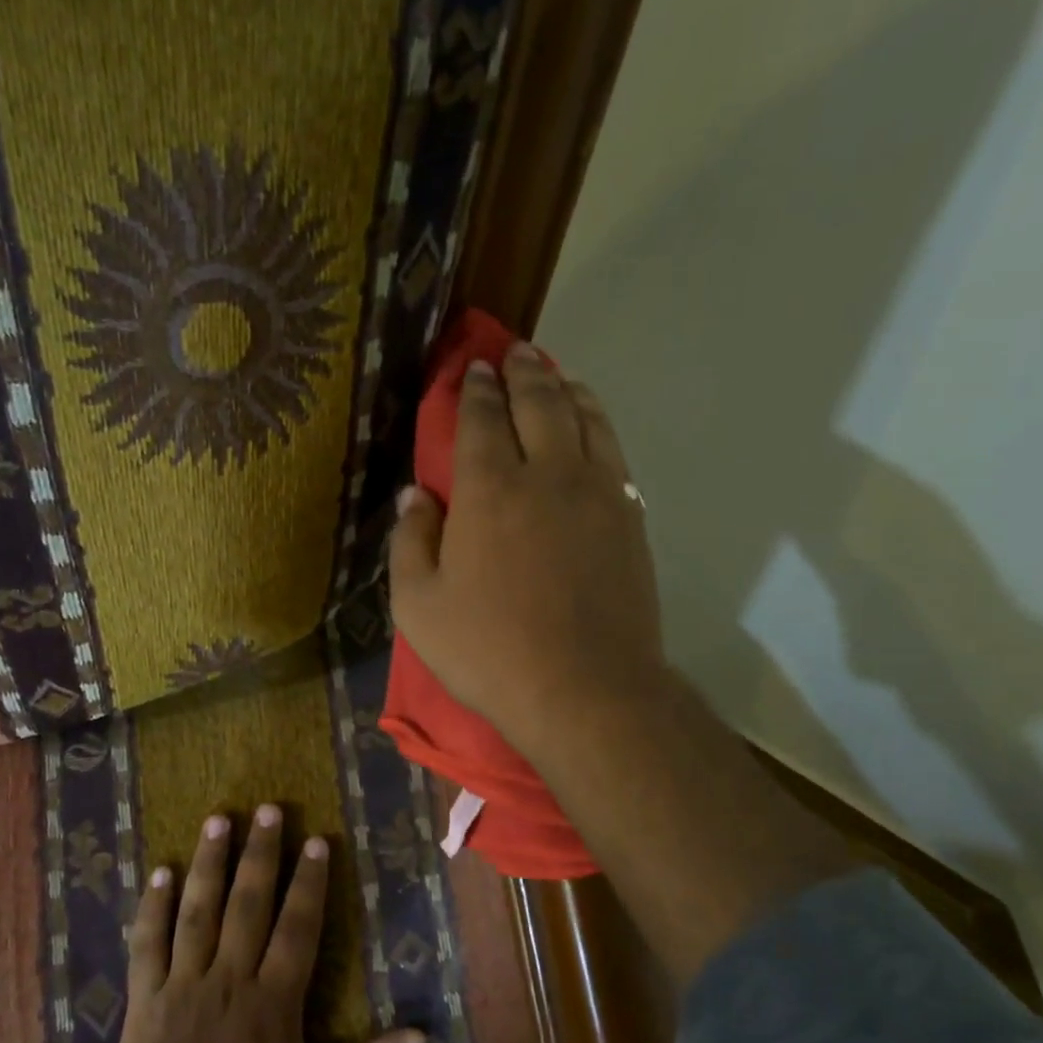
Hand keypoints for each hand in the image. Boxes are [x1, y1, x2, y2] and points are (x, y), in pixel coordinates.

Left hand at [112, 805, 423, 1042]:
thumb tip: (422, 1036)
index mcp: (274, 1001)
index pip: (296, 927)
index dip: (309, 882)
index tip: (316, 840)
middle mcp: (230, 978)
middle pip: (248, 903)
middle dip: (261, 853)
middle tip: (269, 809)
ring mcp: (184, 984)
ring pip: (198, 911)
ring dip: (210, 863)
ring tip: (220, 819)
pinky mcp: (146, 997)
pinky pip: (148, 943)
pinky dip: (153, 906)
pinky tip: (161, 870)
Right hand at [389, 342, 667, 757]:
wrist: (585, 691)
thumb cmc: (489, 652)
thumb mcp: (419, 607)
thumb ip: (412, 542)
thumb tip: (416, 495)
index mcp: (490, 490)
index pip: (482, 419)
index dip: (474, 389)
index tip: (471, 370)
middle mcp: (549, 474)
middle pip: (539, 402)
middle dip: (523, 370)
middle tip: (514, 352)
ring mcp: (598, 493)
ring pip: (586, 417)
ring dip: (567, 387)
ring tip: (555, 374)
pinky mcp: (630, 518)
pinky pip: (615, 452)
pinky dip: (599, 424)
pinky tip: (591, 426)